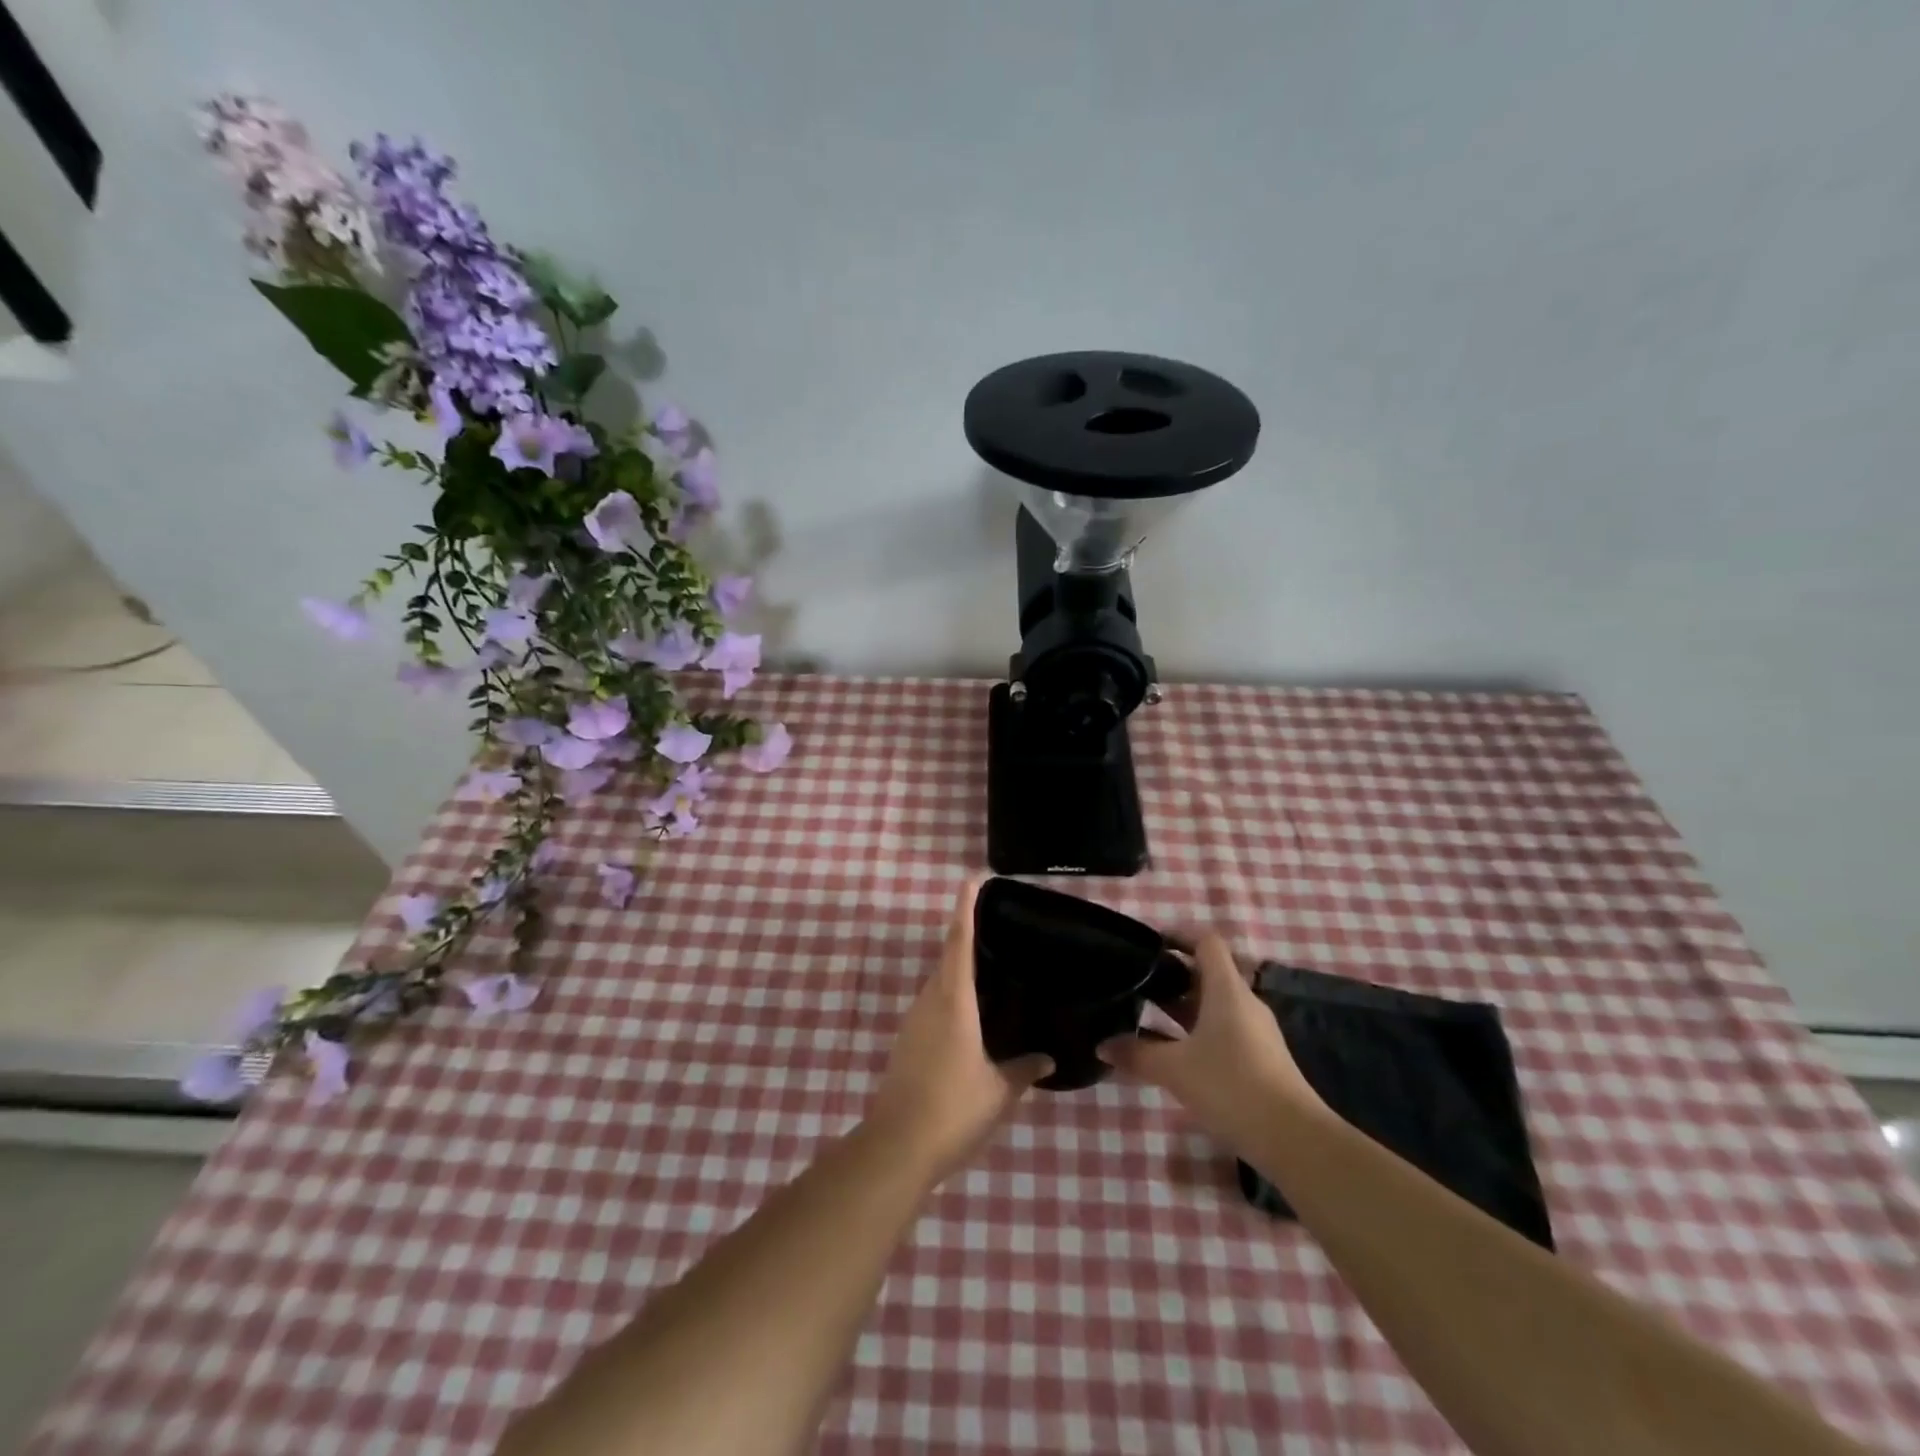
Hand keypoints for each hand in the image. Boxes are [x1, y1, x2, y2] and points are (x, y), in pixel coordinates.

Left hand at [865, 877, 1051, 1186]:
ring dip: (960, 971)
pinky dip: (953, 997)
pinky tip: (973, 1015)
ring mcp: (914, 1021)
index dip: (965, 909)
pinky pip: (934, 1005)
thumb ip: (1024, 1069)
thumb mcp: (999, 1091)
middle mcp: (930, 1002)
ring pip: (939, 983)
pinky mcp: (907, 1042)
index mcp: (953, 1001)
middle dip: (967, 938)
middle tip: (999, 930)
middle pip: (948, 958)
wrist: (897, 1147)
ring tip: (993, 970)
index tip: (972, 880)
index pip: (959, 942)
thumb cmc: (953, 1109)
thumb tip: (1047, 1057)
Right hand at [1097, 931, 1324, 1148]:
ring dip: (1181, 1007)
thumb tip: (1101, 1045)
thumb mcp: (1175, 1070)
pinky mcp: (1258, 1058)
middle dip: (1171, 975)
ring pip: (1213, 1004)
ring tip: (1145, 1014)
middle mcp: (1243, 1002)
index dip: (1178, 935)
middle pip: (1207, 973)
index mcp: (1227, 989)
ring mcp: (1254, 1032)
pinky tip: (1172, 1052)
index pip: (1206, 942)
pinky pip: (1221, 1030)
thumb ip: (1136, 1053)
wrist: (1294, 1140)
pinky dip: (1195, 1031)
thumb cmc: (1231, 1087)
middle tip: (1135, 982)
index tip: (1148, 944)